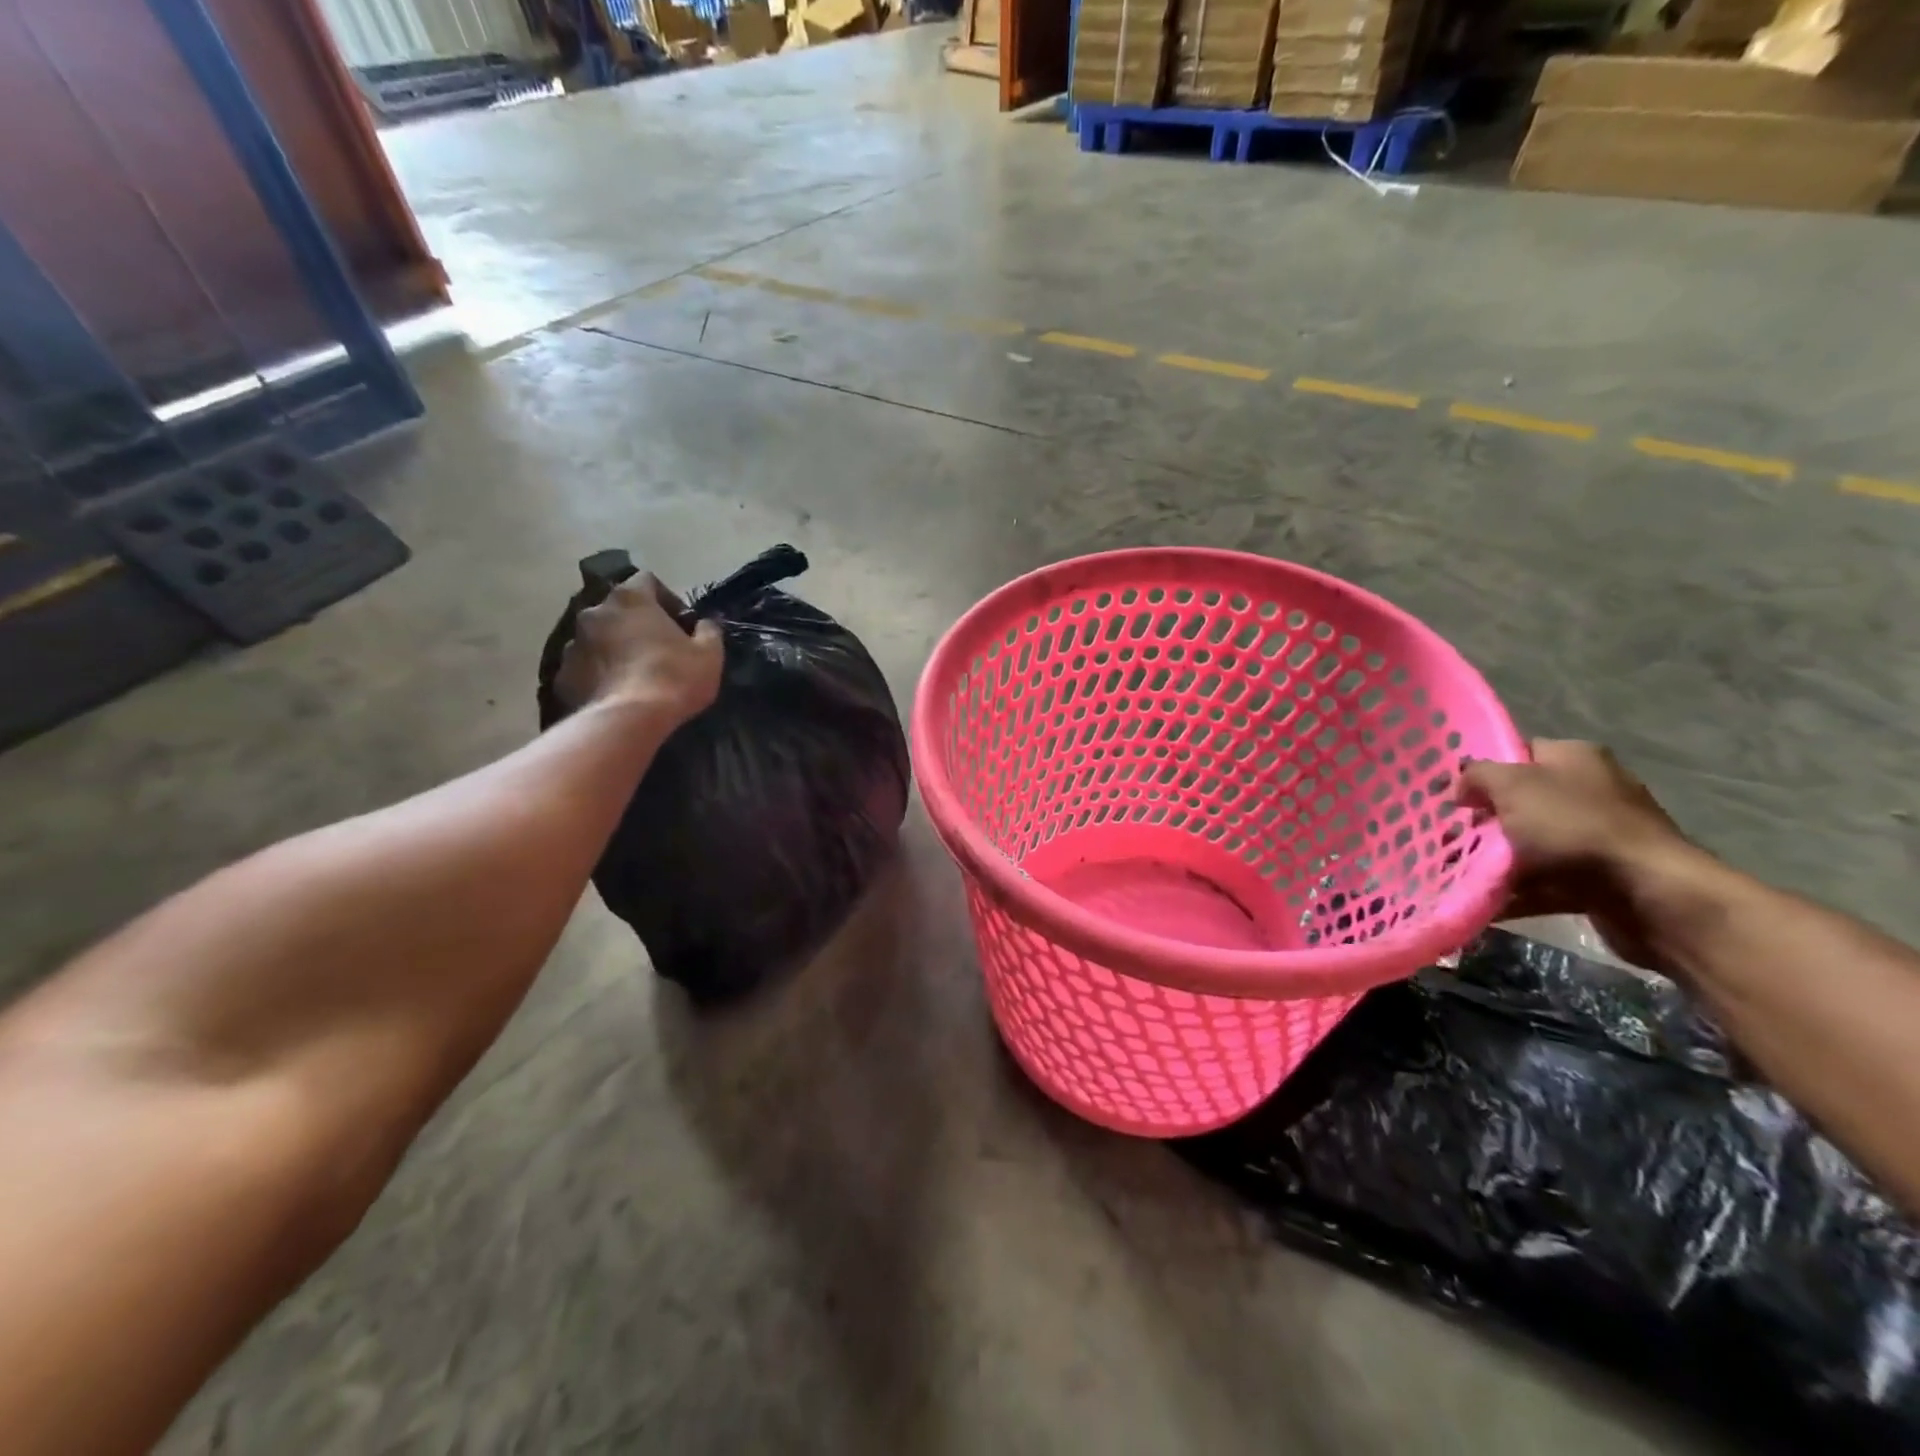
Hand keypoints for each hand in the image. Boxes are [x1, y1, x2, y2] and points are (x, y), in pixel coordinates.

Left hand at [553, 573, 723, 725]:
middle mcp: (595, 612)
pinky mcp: (562, 675)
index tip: (679, 623)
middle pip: (618, 610)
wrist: (628, 721)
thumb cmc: (674, 678)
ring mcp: (572, 644)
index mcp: (630, 599)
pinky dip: (598, 675)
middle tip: (657, 650)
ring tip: (633, 675)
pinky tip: (616, 694)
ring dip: (614, 649)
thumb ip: (708, 631)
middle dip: (636, 624)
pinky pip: (584, 668)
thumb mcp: (709, 654)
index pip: (647, 580)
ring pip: (597, 639)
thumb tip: (703, 624)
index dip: (666, 598)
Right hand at [1462, 740, 1697, 973]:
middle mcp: (1591, 791)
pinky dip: (1516, 891)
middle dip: (1484, 821)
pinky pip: (1544, 881)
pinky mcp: (1599, 878)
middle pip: (1521, 802)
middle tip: (1451, 836)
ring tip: (1459, 872)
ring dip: (1495, 860)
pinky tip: (1485, 901)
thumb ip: (1477, 776)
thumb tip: (1461, 787)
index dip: (1483, 771)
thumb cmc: (1575, 827)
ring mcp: (1597, 837)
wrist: (1648, 894)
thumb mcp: (1512, 785)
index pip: (1519, 753)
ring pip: (1530, 844)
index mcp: (1575, 758)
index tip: (1453, 795)